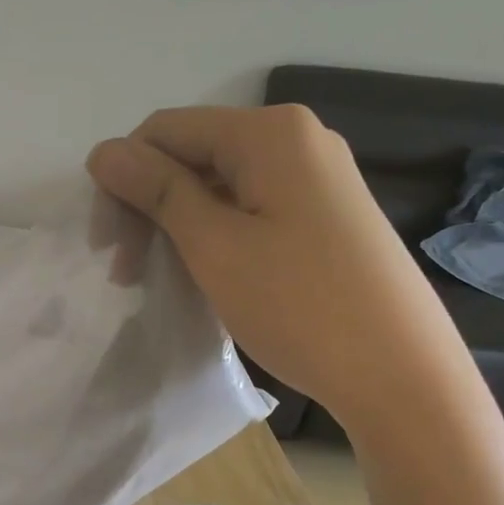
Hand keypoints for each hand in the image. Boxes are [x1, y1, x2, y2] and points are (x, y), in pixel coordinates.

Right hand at [86, 105, 464, 430]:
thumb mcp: (214, 245)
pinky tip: (204, 278)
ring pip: (219, 188)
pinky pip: (250, 211)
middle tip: (126, 274)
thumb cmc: (299, 304)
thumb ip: (156, 191)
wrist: (400, 373)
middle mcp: (297, 140)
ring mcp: (317, 179)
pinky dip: (214, 239)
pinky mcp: (326, 217)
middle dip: (148, 207)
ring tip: (159, 282)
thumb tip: (103, 151)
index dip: (122, 181)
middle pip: (193, 156)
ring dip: (177, 228)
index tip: (105, 248)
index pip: (165, 131)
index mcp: (269, 133)